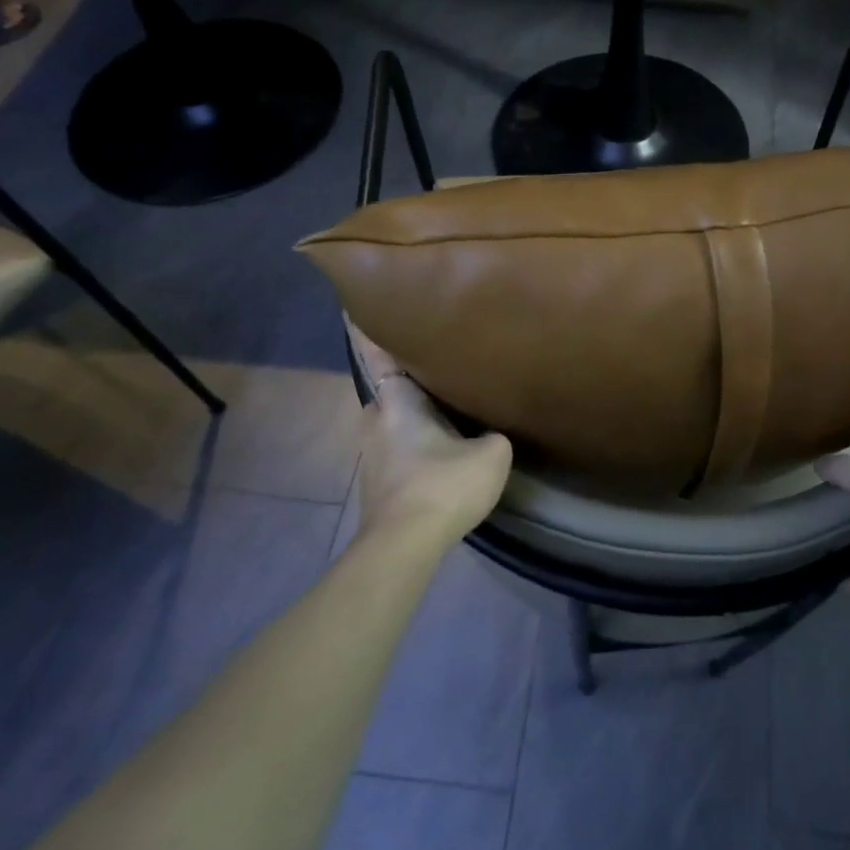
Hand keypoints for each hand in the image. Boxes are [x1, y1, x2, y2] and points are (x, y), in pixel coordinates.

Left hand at [349, 320, 511, 542]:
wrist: (405, 545)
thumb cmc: (443, 485)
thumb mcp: (491, 455)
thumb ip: (493, 436)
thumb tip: (489, 436)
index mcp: (397, 401)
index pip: (377, 354)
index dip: (368, 329)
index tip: (356, 304)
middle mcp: (376, 421)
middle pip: (384, 388)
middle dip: (400, 375)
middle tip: (427, 361)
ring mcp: (371, 455)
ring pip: (390, 420)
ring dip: (407, 413)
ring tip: (438, 407)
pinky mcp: (377, 483)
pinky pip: (396, 447)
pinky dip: (412, 442)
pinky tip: (437, 451)